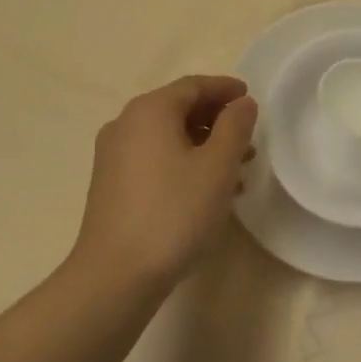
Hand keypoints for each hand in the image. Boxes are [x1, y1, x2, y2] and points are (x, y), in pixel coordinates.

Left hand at [73, 75, 258, 291]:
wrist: (115, 276)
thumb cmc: (174, 212)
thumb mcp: (217, 166)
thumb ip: (235, 126)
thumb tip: (242, 103)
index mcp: (150, 110)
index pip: (193, 86)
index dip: (225, 89)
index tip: (250, 98)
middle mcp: (126, 124)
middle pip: (178, 109)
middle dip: (217, 121)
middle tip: (248, 140)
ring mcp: (113, 156)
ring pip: (167, 137)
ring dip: (203, 146)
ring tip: (236, 172)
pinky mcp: (110, 185)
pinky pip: (154, 159)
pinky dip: (182, 163)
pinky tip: (206, 192)